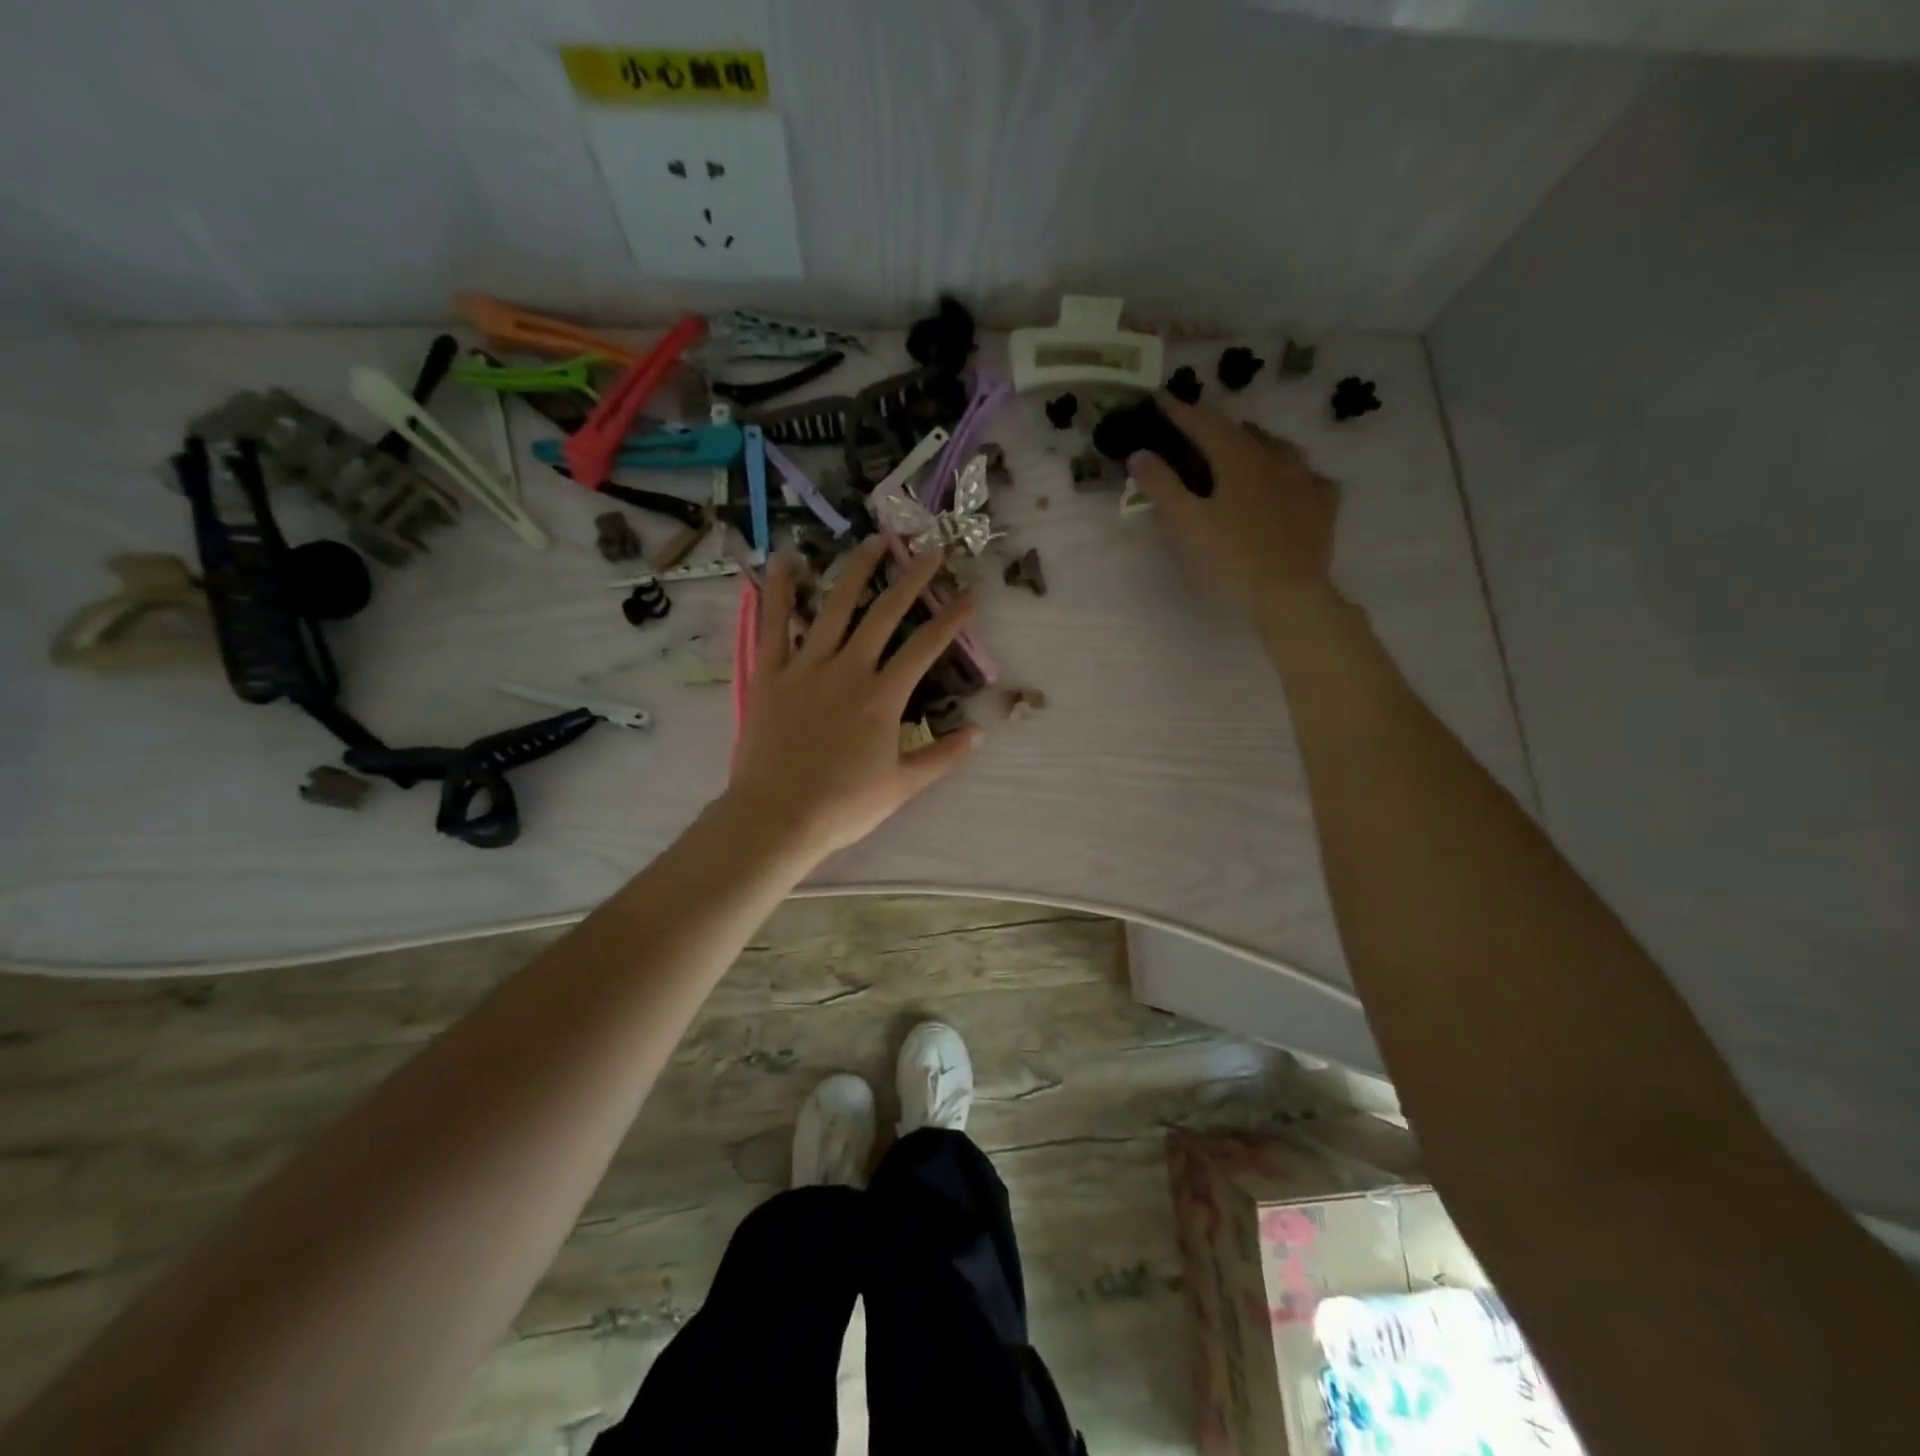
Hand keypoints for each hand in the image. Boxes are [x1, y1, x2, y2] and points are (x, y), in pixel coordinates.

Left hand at [725, 537, 979, 859]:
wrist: (776, 818)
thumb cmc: (843, 806)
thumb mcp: (901, 787)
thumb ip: (942, 757)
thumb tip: (979, 733)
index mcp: (883, 698)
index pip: (924, 647)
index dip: (950, 619)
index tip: (970, 596)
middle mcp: (848, 670)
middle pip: (885, 614)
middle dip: (912, 579)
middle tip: (930, 550)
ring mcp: (806, 667)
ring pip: (834, 608)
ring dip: (857, 571)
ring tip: (874, 541)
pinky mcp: (771, 674)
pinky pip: (773, 625)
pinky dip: (778, 592)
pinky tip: (784, 560)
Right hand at [1128, 396, 1339, 624]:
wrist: (1289, 596)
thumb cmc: (1230, 560)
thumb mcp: (1185, 525)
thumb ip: (1161, 486)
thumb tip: (1140, 453)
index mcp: (1239, 459)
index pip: (1206, 424)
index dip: (1182, 412)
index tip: (1162, 400)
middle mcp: (1276, 459)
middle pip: (1244, 432)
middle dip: (1219, 428)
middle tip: (1199, 433)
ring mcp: (1306, 481)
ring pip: (1280, 449)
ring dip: (1256, 445)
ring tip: (1243, 452)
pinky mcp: (1324, 508)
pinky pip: (1308, 478)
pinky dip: (1291, 475)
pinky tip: (1290, 485)